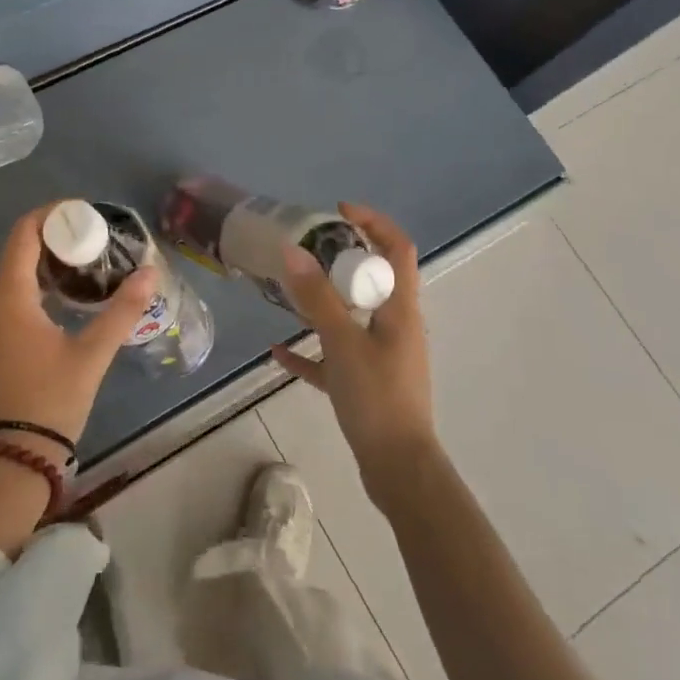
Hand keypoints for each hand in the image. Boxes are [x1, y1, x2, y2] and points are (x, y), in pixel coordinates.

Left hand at [0, 204, 158, 450]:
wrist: (7, 462)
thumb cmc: (50, 401)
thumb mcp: (91, 355)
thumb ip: (121, 311)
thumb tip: (150, 273)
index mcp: (7, 298)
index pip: (23, 235)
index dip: (49, 216)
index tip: (80, 214)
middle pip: (15, 255)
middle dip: (51, 243)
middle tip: (90, 244)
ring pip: (7, 282)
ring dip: (40, 270)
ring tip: (79, 273)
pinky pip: (1, 305)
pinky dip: (27, 294)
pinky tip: (56, 308)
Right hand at [270, 203, 437, 503]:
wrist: (398, 468)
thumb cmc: (377, 398)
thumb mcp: (343, 342)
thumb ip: (317, 298)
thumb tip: (293, 251)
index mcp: (400, 309)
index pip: (397, 249)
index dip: (373, 222)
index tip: (338, 211)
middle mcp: (395, 326)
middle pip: (372, 279)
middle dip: (340, 259)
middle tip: (305, 250)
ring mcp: (381, 356)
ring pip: (352, 316)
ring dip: (324, 301)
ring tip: (289, 290)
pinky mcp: (365, 383)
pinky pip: (335, 355)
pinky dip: (311, 349)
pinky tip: (279, 351)